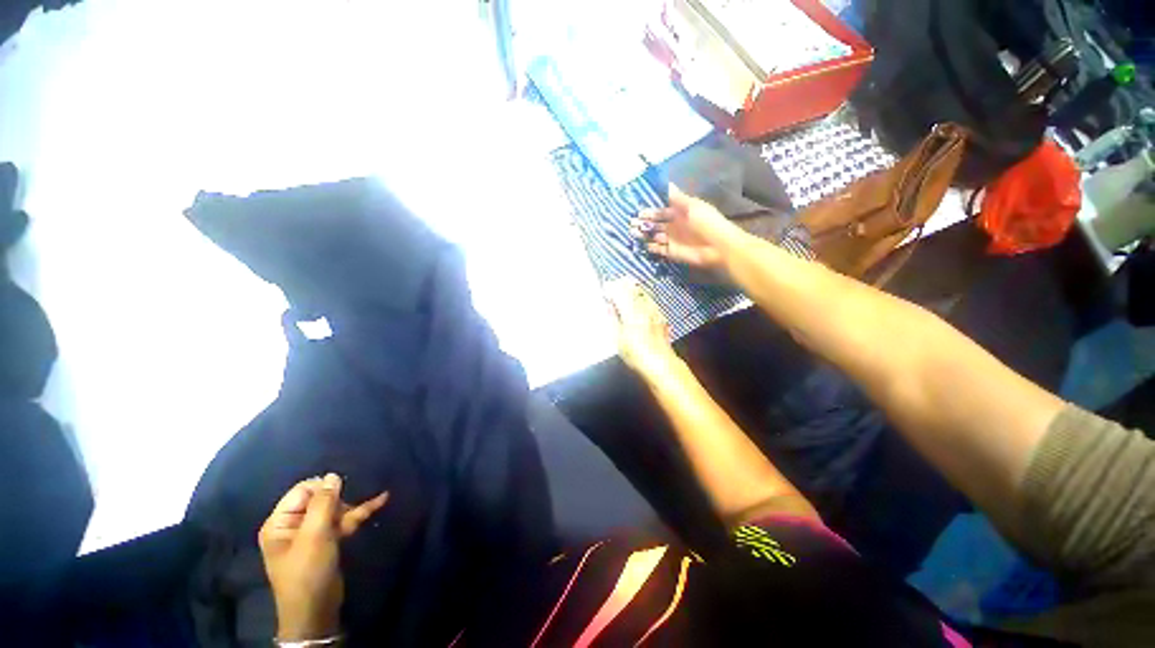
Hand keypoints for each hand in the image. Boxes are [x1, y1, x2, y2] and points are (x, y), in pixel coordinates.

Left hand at [258, 474, 388, 641]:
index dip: (322, 488)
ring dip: (352, 506)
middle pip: (320, 498)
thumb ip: (323, 504)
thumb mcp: (314, 536)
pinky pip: (345, 520)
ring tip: (377, 499)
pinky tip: (381, 500)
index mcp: (280, 522)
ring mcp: (312, 534)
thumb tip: (333, 475)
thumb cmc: (308, 571)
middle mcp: (294, 525)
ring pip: (335, 509)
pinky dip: (360, 512)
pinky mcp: (328, 541)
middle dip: (339, 498)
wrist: (316, 610)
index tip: (342, 491)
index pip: (302, 490)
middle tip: (350, 507)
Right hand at [606, 278, 676, 376]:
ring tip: (623, 290)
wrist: (661, 364)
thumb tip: (608, 306)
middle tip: (612, 286)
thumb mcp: (617, 339)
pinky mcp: (661, 316)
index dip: (610, 287)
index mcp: (631, 311)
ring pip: (642, 292)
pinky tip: (637, 301)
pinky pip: (649, 300)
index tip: (604, 288)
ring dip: (631, 288)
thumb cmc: (635, 354)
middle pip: (632, 288)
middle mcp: (644, 307)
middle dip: (621, 284)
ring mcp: (654, 310)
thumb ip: (612, 319)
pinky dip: (641, 296)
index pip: (619, 291)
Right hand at [629, 184, 741, 270]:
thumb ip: (677, 197)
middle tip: (630, 223)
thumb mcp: (692, 206)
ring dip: (644, 234)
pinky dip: (650, 247)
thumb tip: (667, 183)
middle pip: (655, 224)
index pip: (660, 211)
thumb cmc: (707, 223)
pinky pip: (657, 249)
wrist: (718, 246)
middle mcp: (673, 226)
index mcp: (679, 213)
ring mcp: (671, 240)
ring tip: (633, 233)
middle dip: (643, 223)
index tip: (638, 211)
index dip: (649, 211)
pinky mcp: (670, 253)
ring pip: (653, 236)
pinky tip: (643, 244)